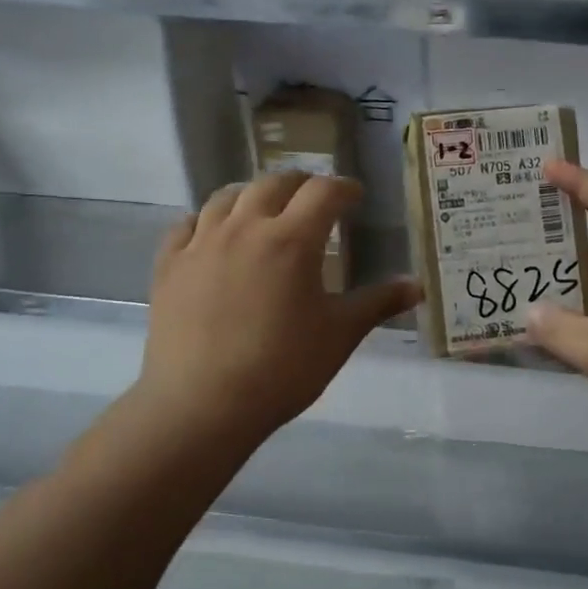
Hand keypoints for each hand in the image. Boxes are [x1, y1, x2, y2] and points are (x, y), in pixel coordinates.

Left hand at [132, 173, 420, 447]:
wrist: (202, 405)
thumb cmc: (282, 368)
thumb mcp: (340, 335)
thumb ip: (378, 303)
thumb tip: (418, 286)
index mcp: (291, 239)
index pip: (324, 192)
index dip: (344, 188)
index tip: (355, 196)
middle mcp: (245, 228)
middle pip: (274, 183)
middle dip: (301, 184)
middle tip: (315, 199)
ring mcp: (202, 243)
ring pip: (227, 196)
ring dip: (253, 194)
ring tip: (265, 208)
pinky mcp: (169, 265)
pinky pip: (187, 224)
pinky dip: (208, 219)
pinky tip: (215, 233)